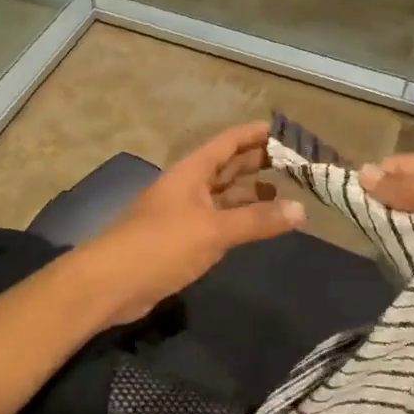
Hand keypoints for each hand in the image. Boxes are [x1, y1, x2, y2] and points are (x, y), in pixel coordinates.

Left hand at [83, 122, 305, 326]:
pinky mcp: (180, 239)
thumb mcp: (214, 230)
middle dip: (257, 163)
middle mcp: (187, 186)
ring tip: (283, 195)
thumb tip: (302, 209)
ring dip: (249, 194)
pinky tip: (255, 226)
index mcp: (191, 171)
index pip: (228, 142)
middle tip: (294, 163)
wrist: (111, 283)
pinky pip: (216, 220)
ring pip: (222, 196)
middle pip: (226, 167)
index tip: (284, 131)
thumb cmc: (162, 245)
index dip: (254, 134)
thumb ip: (257, 220)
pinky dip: (237, 219)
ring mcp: (182, 213)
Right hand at [359, 148, 413, 337]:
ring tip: (376, 248)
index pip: (402, 166)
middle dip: (382, 212)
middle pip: (401, 199)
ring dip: (393, 240)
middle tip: (360, 227)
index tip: (348, 196)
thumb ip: (407, 188)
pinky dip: (404, 263)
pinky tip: (391, 267)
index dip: (376, 178)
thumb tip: (361, 175)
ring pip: (405, 231)